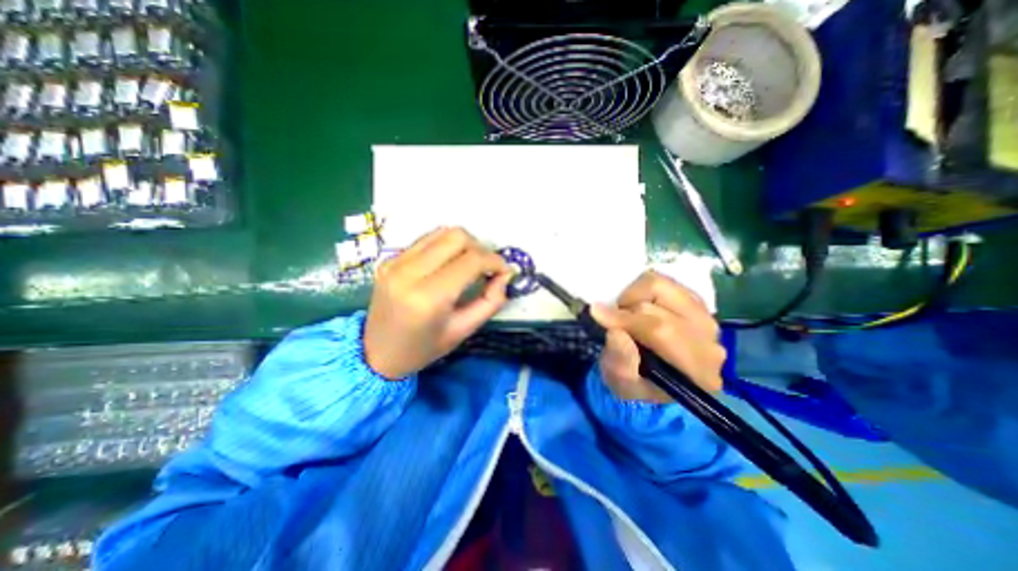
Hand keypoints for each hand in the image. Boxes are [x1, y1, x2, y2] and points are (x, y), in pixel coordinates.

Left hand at [364, 226, 512, 379]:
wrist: (376, 353)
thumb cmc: (423, 349)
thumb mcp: (464, 331)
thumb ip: (491, 301)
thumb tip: (506, 274)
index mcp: (429, 297)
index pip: (471, 260)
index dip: (495, 261)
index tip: (505, 271)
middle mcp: (409, 272)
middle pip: (457, 237)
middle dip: (481, 248)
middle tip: (487, 268)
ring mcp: (395, 262)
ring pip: (442, 232)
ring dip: (465, 244)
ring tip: (471, 264)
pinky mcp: (390, 258)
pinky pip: (427, 239)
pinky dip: (446, 246)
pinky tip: (450, 263)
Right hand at [594, 271, 728, 401]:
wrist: (658, 380)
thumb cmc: (639, 386)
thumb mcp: (623, 385)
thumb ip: (621, 363)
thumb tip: (616, 331)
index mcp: (697, 369)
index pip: (661, 330)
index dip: (625, 319)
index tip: (597, 314)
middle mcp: (709, 339)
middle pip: (660, 305)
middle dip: (627, 309)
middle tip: (615, 323)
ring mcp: (706, 316)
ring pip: (661, 286)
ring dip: (635, 296)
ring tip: (627, 314)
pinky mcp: (696, 301)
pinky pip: (663, 281)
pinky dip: (643, 290)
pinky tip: (639, 308)